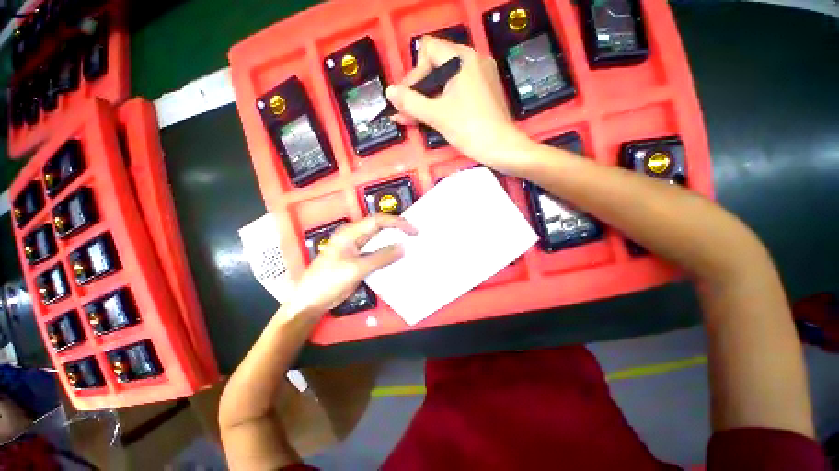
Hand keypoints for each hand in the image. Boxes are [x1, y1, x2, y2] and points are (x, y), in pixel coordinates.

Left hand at [285, 215, 417, 315]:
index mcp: (351, 233)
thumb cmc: (329, 281)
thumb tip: (403, 247)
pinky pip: (376, 253)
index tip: (413, 231)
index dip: (398, 223)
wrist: (311, 301)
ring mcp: (356, 249)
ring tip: (410, 246)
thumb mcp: (356, 268)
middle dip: (398, 230)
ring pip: (379, 240)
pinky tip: (397, 259)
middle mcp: (354, 237)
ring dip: (393, 242)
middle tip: (415, 237)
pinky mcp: (358, 260)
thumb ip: (381, 257)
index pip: (378, 221)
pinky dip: (387, 254)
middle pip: (379, 228)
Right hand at [386, 36, 530, 173]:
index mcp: (462, 58)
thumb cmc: (469, 129)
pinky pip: (457, 90)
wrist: (501, 148)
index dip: (413, 74)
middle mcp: (473, 60)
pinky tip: (430, 116)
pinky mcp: (484, 91)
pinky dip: (442, 102)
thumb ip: (410, 102)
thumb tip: (389, 92)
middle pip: (436, 66)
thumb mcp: (436, 115)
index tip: (407, 99)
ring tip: (413, 118)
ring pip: (445, 81)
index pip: (428, 51)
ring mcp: (480, 76)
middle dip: (418, 89)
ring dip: (427, 99)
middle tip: (407, 111)